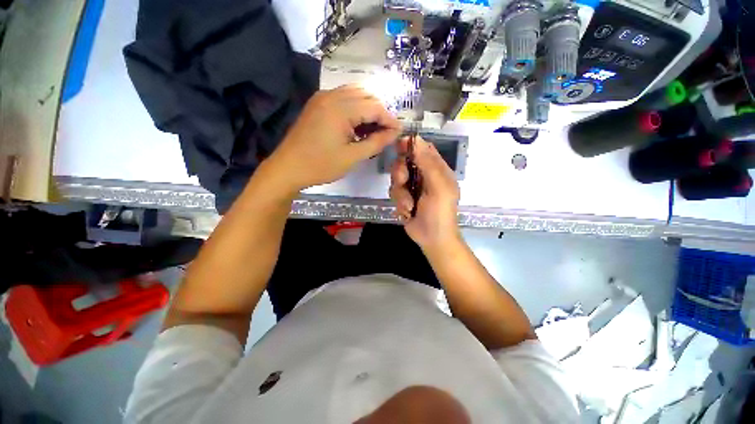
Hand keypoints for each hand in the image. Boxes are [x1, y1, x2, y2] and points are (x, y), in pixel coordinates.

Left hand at [267, 85, 400, 191]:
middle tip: (386, 132)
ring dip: (368, 108)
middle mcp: (331, 95)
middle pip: (366, 95)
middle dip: (380, 112)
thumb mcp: (352, 157)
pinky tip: (357, 124)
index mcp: (340, 108)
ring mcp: (322, 97)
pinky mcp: (317, 103)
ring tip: (374, 129)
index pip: (374, 106)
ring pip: (354, 94)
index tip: (398, 132)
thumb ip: (376, 143)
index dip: (389, 119)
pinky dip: (355, 108)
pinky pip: (343, 98)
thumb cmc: (321, 165)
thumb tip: (395, 132)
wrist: (288, 168)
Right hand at [390, 136, 460, 250]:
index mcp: (436, 169)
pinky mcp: (403, 198)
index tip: (398, 146)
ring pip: (396, 178)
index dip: (410, 145)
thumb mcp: (438, 186)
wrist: (432, 239)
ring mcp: (412, 187)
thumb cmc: (440, 212)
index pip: (423, 149)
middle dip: (400, 172)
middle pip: (404, 162)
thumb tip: (416, 139)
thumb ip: (427, 163)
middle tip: (403, 181)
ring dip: (400, 193)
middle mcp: (423, 175)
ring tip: (409, 205)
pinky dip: (399, 202)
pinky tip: (407, 212)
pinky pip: (394, 193)